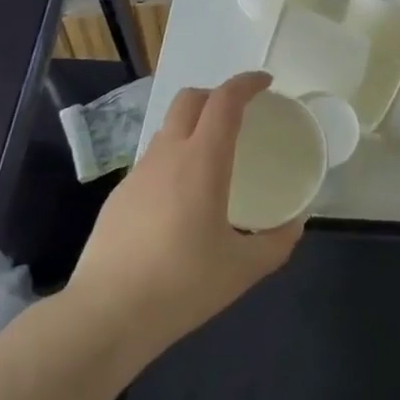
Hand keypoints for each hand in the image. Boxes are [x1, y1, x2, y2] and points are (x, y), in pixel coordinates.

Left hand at [69, 71, 302, 352]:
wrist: (105, 316)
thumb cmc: (181, 286)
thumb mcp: (242, 269)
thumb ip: (276, 242)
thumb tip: (295, 224)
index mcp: (202, 161)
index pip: (224, 100)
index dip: (247, 83)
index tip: (266, 84)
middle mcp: (168, 155)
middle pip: (190, 99)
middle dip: (217, 95)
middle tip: (240, 114)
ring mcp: (138, 174)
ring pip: (168, 128)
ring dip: (193, 126)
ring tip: (213, 159)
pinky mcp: (119, 196)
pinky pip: (153, 161)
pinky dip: (174, 160)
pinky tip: (182, 201)